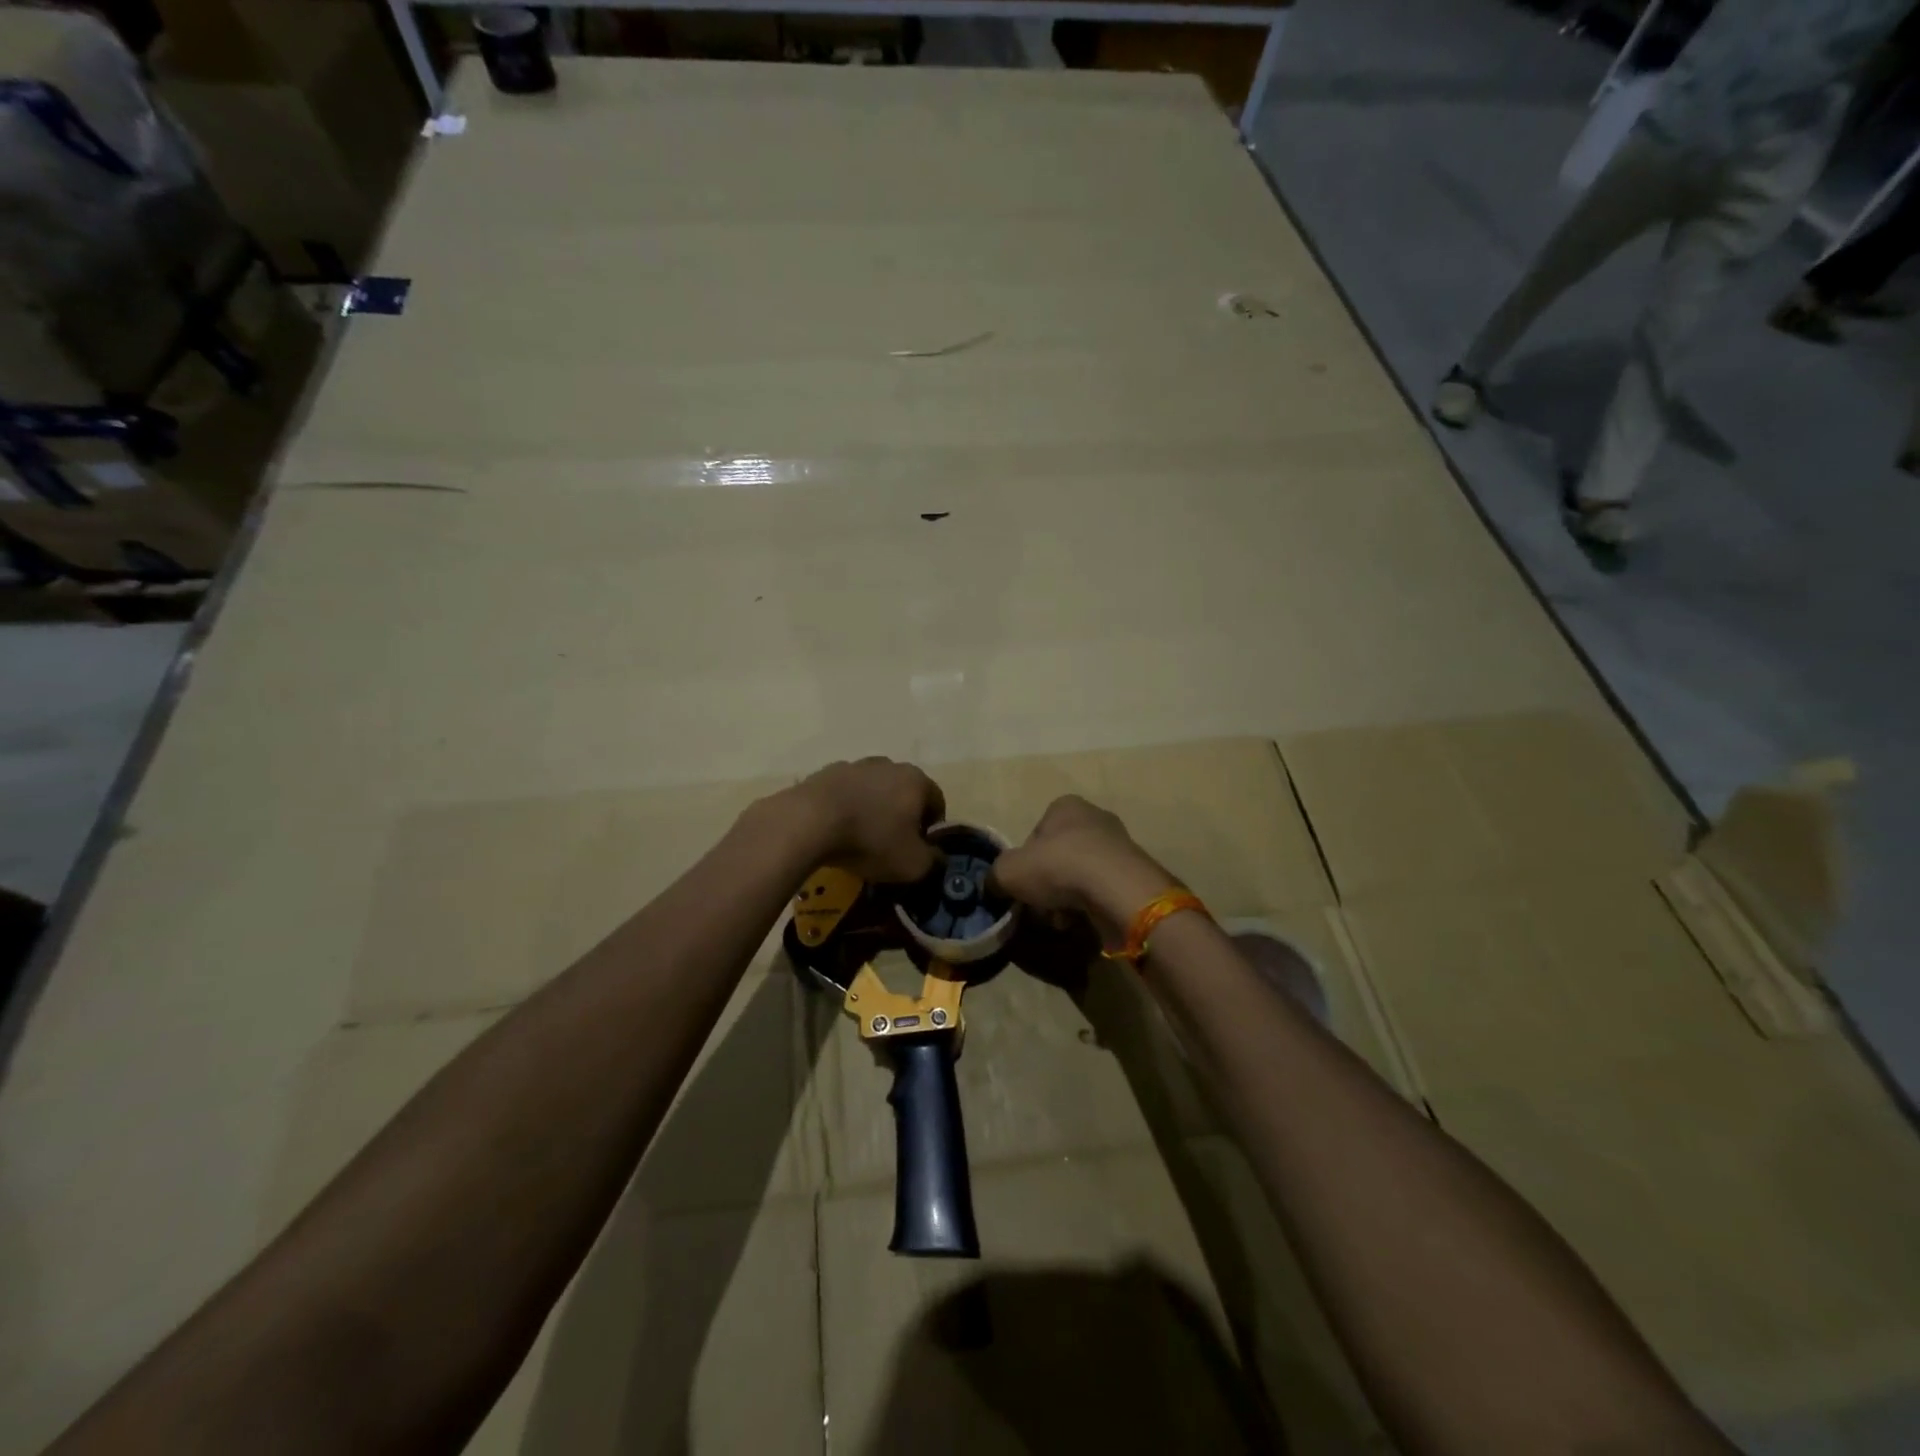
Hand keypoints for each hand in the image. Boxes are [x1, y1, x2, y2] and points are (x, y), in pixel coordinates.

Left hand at [786, 758, 944, 883]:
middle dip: (902, 815)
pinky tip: (835, 829)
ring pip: (873, 789)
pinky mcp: (826, 772)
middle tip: (891, 844)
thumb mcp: (912, 864)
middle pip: (904, 792)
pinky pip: (845, 792)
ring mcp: (855, 765)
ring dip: (872, 809)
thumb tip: (938, 856)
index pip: (937, 802)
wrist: (809, 822)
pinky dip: (845, 807)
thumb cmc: (871, 840)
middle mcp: (889, 765)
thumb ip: (934, 861)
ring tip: (859, 837)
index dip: (932, 828)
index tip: (919, 849)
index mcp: (916, 781)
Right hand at [989, 795, 1178, 940]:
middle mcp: (1094, 818)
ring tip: (1061, 919)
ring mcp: (1119, 846)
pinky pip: (1102, 891)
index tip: (1023, 884)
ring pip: (1080, 876)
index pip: (1036, 834)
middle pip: (1059, 856)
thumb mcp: (1009, 871)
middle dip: (1048, 883)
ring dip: (1067, 898)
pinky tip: (1083, 921)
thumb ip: (995, 876)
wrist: (1118, 891)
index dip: (1025, 861)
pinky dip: (1090, 906)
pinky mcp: (1133, 874)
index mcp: (1065, 806)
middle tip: (1040, 906)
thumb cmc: (1059, 867)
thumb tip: (993, 885)